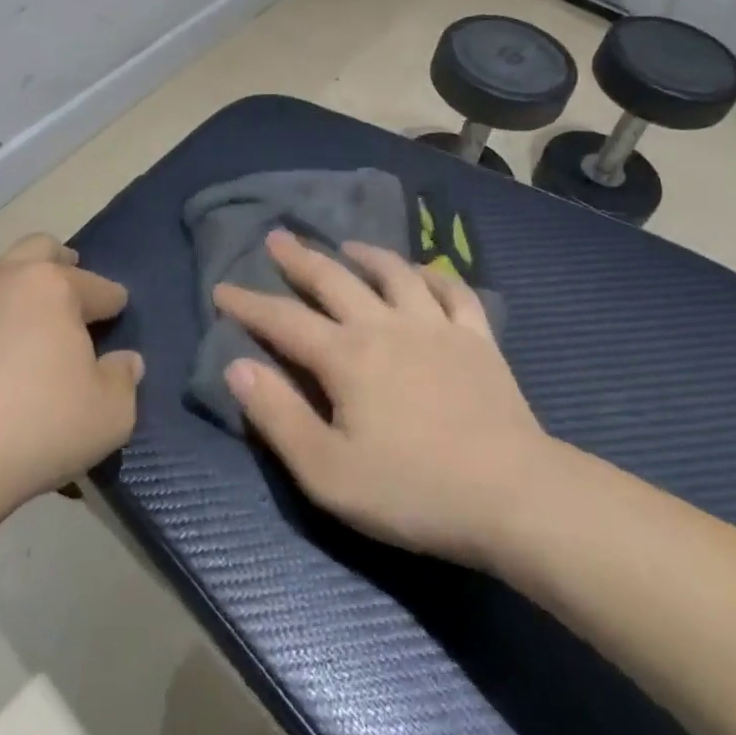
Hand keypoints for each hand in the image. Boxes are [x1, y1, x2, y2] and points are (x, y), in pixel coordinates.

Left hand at [0, 235, 142, 522]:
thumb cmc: (36, 428)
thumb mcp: (109, 415)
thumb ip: (123, 380)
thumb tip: (125, 362)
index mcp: (52, 287)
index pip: (96, 286)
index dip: (112, 300)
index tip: (117, 312)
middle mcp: (1, 280)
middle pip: (37, 250)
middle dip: (59, 265)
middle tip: (69, 292)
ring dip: (12, 294)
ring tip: (20, 331)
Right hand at [216, 231, 549, 567]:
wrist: (513, 497)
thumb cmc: (412, 491)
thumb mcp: (327, 471)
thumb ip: (277, 416)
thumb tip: (237, 366)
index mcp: (346, 357)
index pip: (284, 320)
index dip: (248, 303)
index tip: (222, 288)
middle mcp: (386, 326)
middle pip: (334, 279)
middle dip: (300, 259)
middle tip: (277, 237)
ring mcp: (436, 327)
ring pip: (394, 273)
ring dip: (365, 254)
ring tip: (346, 244)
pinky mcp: (478, 339)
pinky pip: (453, 292)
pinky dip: (433, 275)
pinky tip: (423, 273)